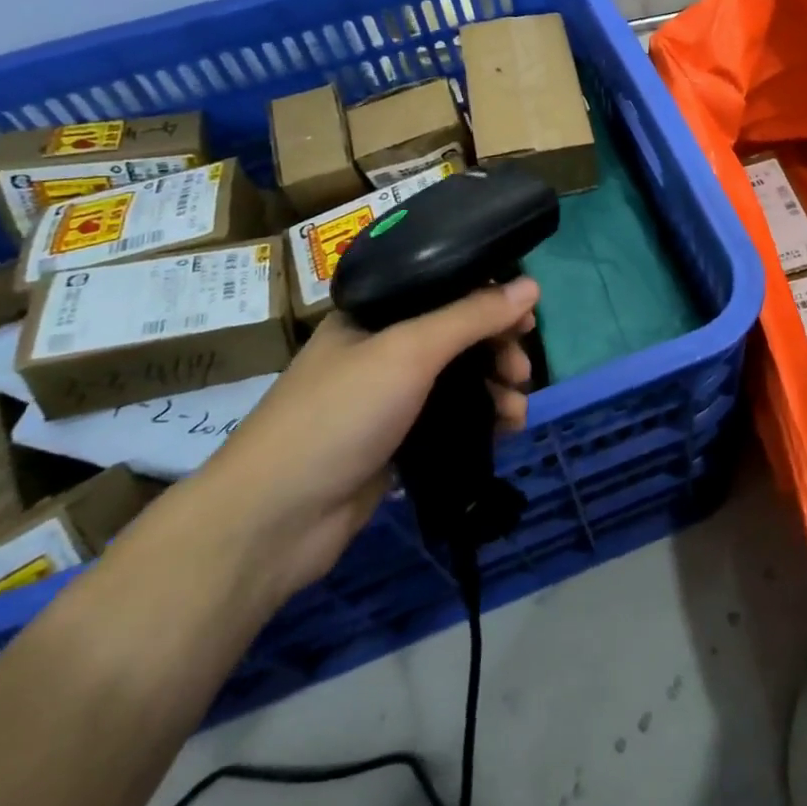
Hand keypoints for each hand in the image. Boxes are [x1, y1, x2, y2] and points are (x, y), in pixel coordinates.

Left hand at [196, 277, 540, 599]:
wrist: (275, 519)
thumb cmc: (340, 414)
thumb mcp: (409, 351)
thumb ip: (471, 316)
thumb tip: (531, 286)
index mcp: (374, 314)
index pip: (444, 289)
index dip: (489, 298)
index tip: (526, 318)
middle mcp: (381, 350)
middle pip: (456, 336)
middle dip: (497, 349)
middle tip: (521, 370)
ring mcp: (388, 399)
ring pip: (458, 381)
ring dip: (495, 389)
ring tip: (517, 411)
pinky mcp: (396, 443)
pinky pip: (451, 420)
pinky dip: (481, 421)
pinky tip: (505, 432)